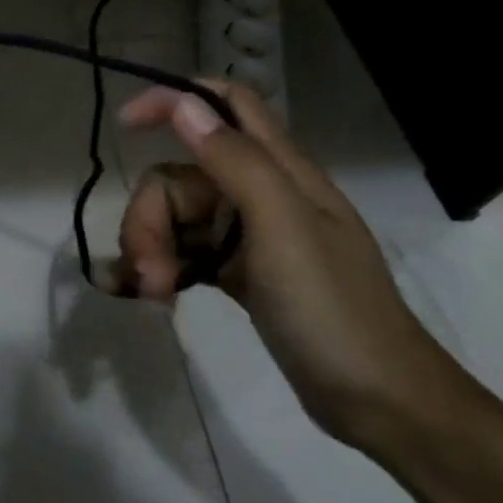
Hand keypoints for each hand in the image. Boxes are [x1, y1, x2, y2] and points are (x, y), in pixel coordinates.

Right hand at [112, 79, 455, 444]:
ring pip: (176, 218)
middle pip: (180, 177)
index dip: (174, 100)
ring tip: (154, 295)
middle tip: (148, 273)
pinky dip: (162, 269)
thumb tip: (184, 104)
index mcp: (280, 171)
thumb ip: (235, 162)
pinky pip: (184, 253)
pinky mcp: (239, 272)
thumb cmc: (332, 310)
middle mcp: (260, 195)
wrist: (378, 401)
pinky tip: (152, 296)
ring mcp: (248, 236)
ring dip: (152, 250)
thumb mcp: (282, 228)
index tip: (124, 126)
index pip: (225, 105)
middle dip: (150, 218)